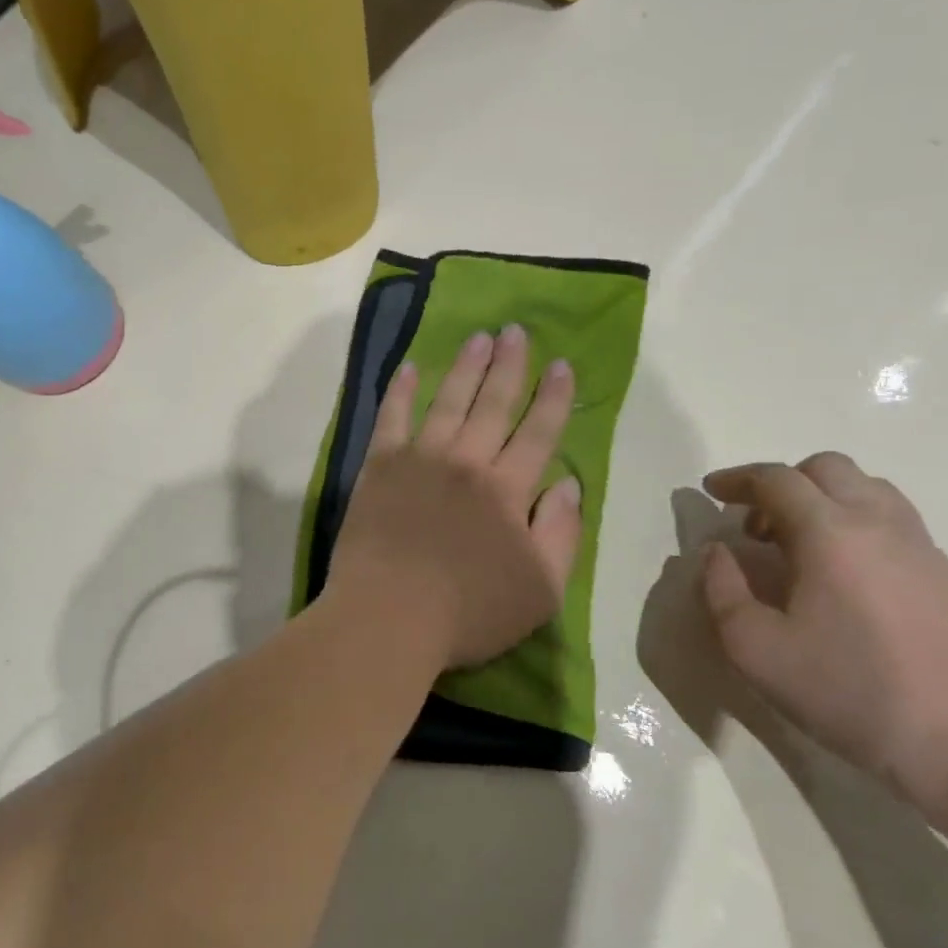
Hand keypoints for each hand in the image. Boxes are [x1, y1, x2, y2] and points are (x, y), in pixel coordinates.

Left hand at [325, 325, 583, 669]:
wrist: (388, 617)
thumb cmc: (469, 612)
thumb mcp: (541, 589)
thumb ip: (561, 533)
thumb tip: (568, 484)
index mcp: (508, 490)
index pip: (538, 433)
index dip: (553, 398)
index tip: (561, 366)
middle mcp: (467, 463)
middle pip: (494, 405)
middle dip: (509, 366)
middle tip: (516, 331)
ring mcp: (420, 460)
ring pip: (449, 402)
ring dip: (466, 367)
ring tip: (479, 337)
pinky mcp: (380, 468)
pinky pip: (392, 419)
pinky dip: (400, 391)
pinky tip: (408, 368)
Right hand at [698, 453, 947, 809]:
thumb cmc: (848, 690)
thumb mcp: (755, 648)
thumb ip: (722, 590)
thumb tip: (718, 553)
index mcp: (829, 532)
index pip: (776, 479)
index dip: (737, 479)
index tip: (710, 491)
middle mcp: (878, 522)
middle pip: (826, 469)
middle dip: (781, 484)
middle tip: (756, 527)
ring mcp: (920, 545)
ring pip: (866, 488)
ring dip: (822, 499)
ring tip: (799, 545)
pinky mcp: (945, 572)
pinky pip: (892, 519)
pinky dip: (854, 523)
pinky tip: (842, 574)